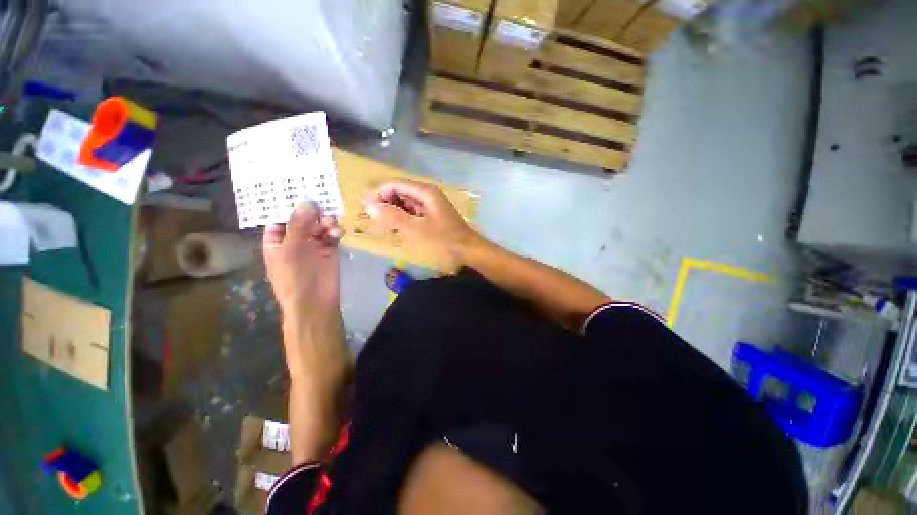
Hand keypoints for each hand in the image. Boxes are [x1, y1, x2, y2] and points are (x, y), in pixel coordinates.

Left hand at [263, 203, 342, 315]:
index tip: (299, 190)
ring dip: (325, 222)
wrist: (315, 302)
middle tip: (321, 206)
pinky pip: (332, 234)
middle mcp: (294, 240)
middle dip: (311, 212)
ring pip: (319, 225)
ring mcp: (313, 245)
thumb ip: (299, 225)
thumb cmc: (295, 277)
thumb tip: (307, 202)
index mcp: (276, 240)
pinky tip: (337, 232)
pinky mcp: (330, 250)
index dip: (288, 205)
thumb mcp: (291, 250)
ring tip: (330, 225)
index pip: (280, 217)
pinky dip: (335, 231)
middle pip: (303, 219)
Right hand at [361, 180, 479, 270]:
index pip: (395, 185)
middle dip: (385, 203)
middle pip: (400, 192)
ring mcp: (431, 206)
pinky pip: (413, 213)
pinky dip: (402, 219)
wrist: (467, 251)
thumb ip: (393, 217)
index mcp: (425, 192)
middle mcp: (428, 195)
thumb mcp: (416, 229)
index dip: (379, 193)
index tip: (365, 207)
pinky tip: (396, 229)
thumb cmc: (443, 240)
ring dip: (393, 212)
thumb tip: (370, 206)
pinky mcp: (432, 217)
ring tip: (381, 225)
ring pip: (406, 204)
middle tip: (371, 218)